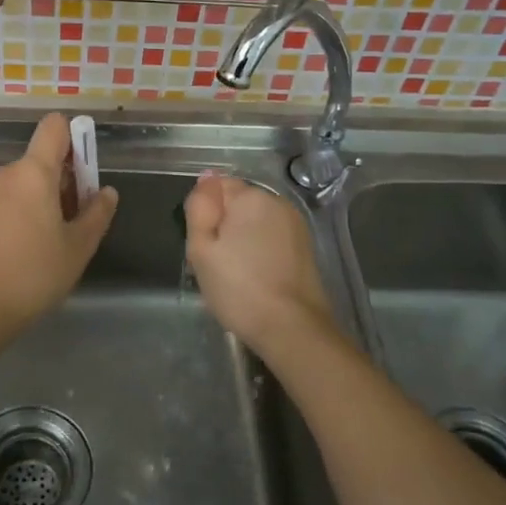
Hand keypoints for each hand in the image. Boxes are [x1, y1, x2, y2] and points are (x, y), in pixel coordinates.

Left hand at [0, 114, 118, 335]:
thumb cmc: (33, 275)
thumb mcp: (78, 248)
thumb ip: (97, 214)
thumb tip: (106, 192)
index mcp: (32, 172)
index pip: (54, 127)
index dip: (73, 138)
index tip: (83, 169)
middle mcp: (2, 174)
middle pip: (38, 162)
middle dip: (59, 182)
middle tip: (71, 221)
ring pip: (18, 185)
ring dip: (36, 200)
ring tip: (46, 242)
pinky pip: (0, 203)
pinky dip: (15, 214)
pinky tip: (20, 251)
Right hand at [183, 174, 336, 353]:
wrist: (291, 327)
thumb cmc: (238, 287)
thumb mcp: (201, 249)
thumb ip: (200, 208)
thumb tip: (206, 177)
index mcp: (250, 197)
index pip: (217, 187)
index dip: (204, 214)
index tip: (204, 244)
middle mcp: (277, 202)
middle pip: (238, 204)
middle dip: (224, 226)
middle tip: (215, 263)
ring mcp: (295, 224)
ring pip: (255, 223)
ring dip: (243, 239)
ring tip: (236, 274)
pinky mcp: (306, 246)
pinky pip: (272, 238)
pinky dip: (261, 251)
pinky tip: (256, 278)